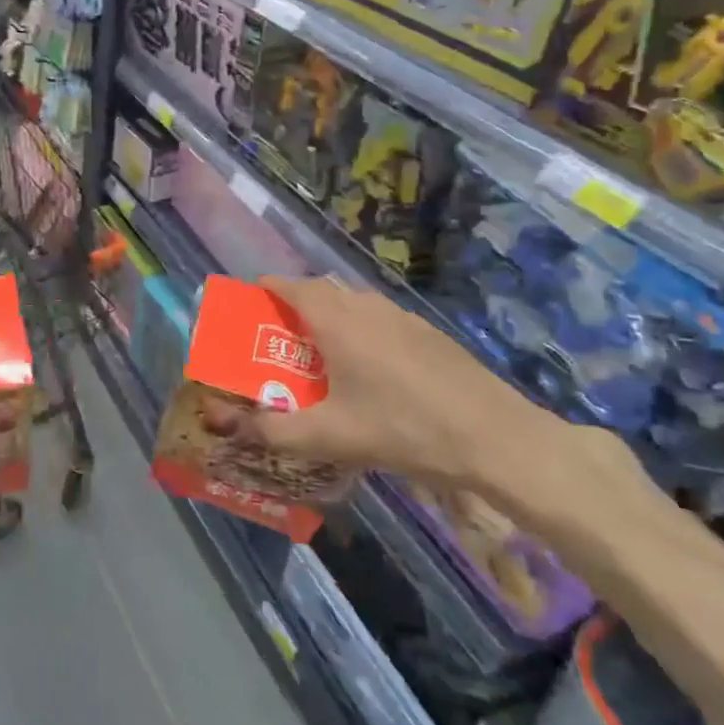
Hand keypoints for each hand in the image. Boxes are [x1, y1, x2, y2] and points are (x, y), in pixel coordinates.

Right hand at [210, 276, 575, 497]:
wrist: (496, 438)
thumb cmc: (403, 429)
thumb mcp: (329, 436)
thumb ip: (273, 430)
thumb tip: (227, 425)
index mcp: (336, 320)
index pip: (291, 286)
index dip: (267, 289)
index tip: (250, 301)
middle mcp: (366, 307)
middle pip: (320, 292)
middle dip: (294, 305)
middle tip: (278, 336)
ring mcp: (401, 317)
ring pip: (352, 303)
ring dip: (329, 316)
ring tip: (319, 353)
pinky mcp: (427, 333)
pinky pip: (378, 318)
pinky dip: (359, 329)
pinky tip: (369, 369)